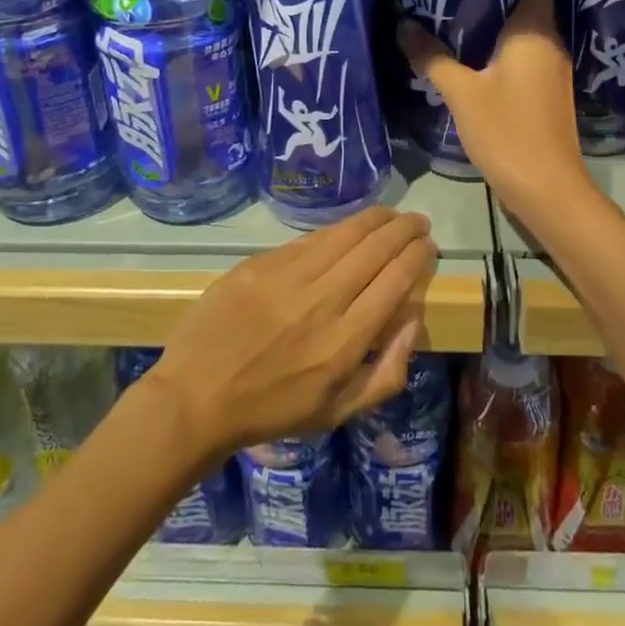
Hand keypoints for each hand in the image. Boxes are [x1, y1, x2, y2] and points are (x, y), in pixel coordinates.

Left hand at [150, 206, 435, 457]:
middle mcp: (323, 301)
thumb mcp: (339, 411)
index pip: (396, 280)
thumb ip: (387, 371)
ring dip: (376, 219)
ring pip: (345, 233)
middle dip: (405, 229)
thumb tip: (414, 320)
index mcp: (345, 341)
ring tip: (391, 214)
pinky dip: (337, 229)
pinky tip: (348, 227)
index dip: (417, 255)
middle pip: (376, 249)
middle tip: (418, 222)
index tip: (428, 246)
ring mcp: (288, 277)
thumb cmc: (273, 410)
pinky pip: (309, 238)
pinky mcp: (260, 264)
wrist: (196, 397)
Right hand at [398, 0, 592, 219]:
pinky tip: (470, 59)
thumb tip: (403, 25)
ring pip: (521, 35)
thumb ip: (433, 58)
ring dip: (492, 28)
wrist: (547, 189)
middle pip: (523, 6)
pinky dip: (498, 53)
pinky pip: (521, 58)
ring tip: (452, 19)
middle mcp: (549, 43)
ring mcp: (551, 70)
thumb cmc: (507, 131)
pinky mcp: (546, 93)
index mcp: (534, 31)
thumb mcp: (462, 93)